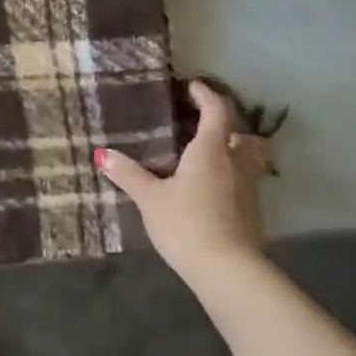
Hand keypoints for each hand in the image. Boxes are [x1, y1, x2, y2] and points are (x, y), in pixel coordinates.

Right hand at [97, 80, 269, 276]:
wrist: (226, 268)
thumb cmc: (185, 223)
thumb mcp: (149, 198)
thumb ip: (128, 174)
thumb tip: (103, 154)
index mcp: (210, 151)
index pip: (215, 112)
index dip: (206, 96)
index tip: (194, 87)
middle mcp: (234, 163)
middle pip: (241, 134)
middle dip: (226, 126)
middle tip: (202, 126)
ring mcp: (248, 188)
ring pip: (248, 159)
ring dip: (234, 150)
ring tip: (210, 156)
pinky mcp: (252, 211)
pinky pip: (245, 181)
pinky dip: (232, 176)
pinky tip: (212, 188)